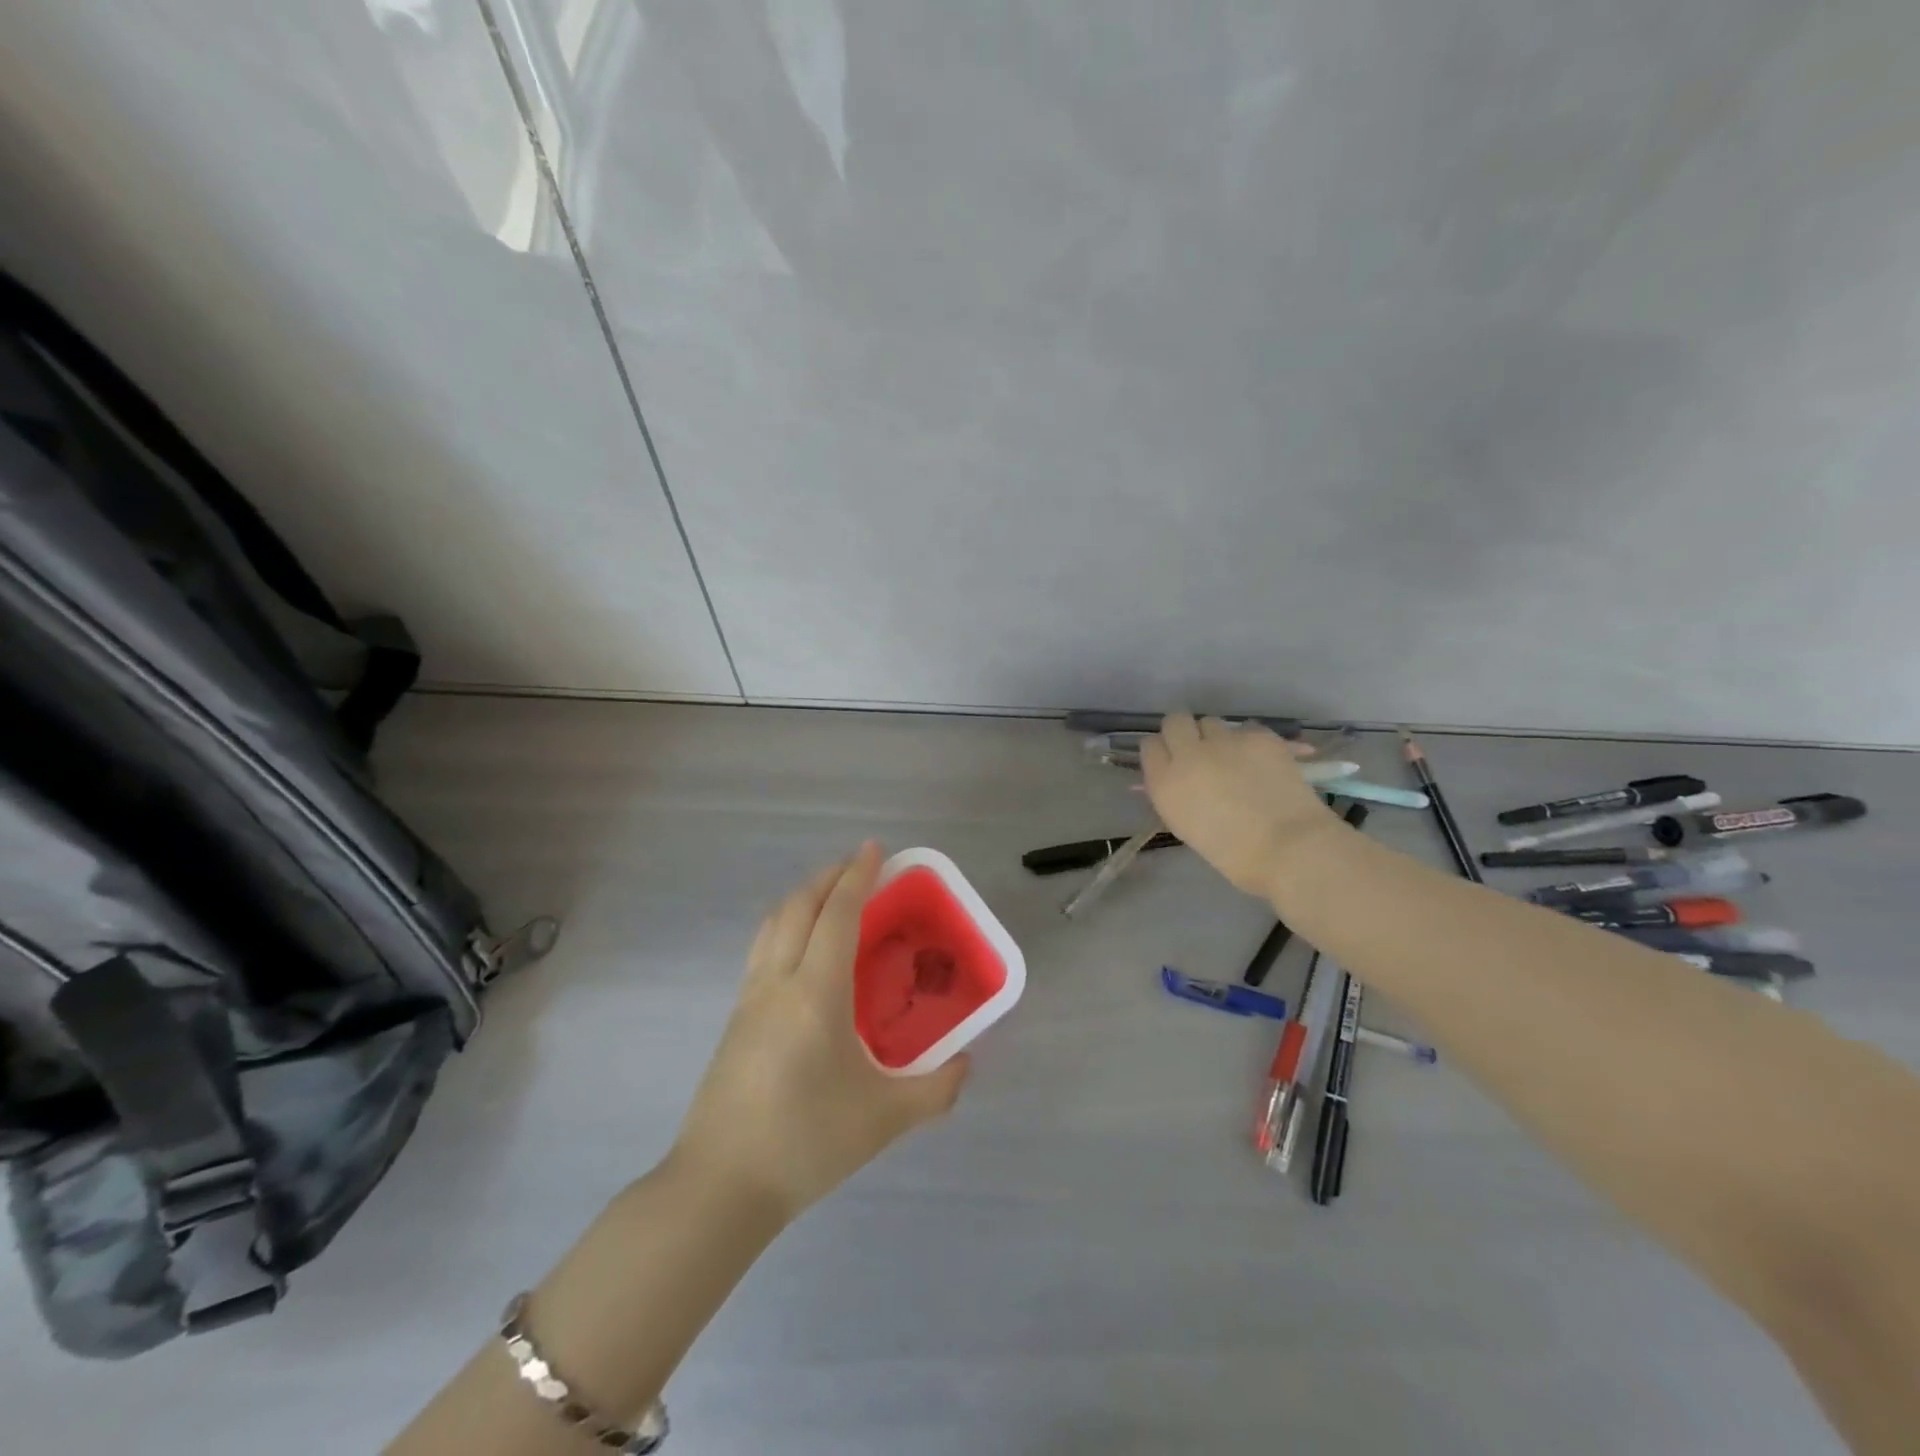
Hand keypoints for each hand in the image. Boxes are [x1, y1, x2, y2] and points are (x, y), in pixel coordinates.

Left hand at [670, 842, 969, 1223]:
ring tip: (829, 896)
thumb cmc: (806, 1142)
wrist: (720, 1186)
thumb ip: (936, 1090)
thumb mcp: (884, 1118)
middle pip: (799, 906)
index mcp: (816, 992)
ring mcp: (750, 997)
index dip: (856, 876)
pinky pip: (762, 948)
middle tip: (858, 867)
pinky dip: (785, 925)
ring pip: (773, 923)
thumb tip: (967, 1064)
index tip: (873, 849)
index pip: (837, 914)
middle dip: (828, 877)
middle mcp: (778, 981)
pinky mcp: (735, 1018)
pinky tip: (801, 949)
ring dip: (802, 897)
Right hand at [1141, 713, 1344, 898]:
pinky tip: (1263, 762)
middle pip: (1175, 721)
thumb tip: (1176, 777)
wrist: (1288, 848)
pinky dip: (1251, 743)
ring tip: (1235, 758)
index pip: (1149, 746)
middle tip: (1200, 750)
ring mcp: (1224, 742)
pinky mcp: (1258, 736)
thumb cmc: (1233, 854)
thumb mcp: (1186, 825)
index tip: (1173, 762)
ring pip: (1211, 722)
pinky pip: (1246, 729)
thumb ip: (1175, 794)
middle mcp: (1188, 754)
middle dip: (1184, 731)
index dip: (1163, 751)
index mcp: (1165, 783)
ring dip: (1218, 737)